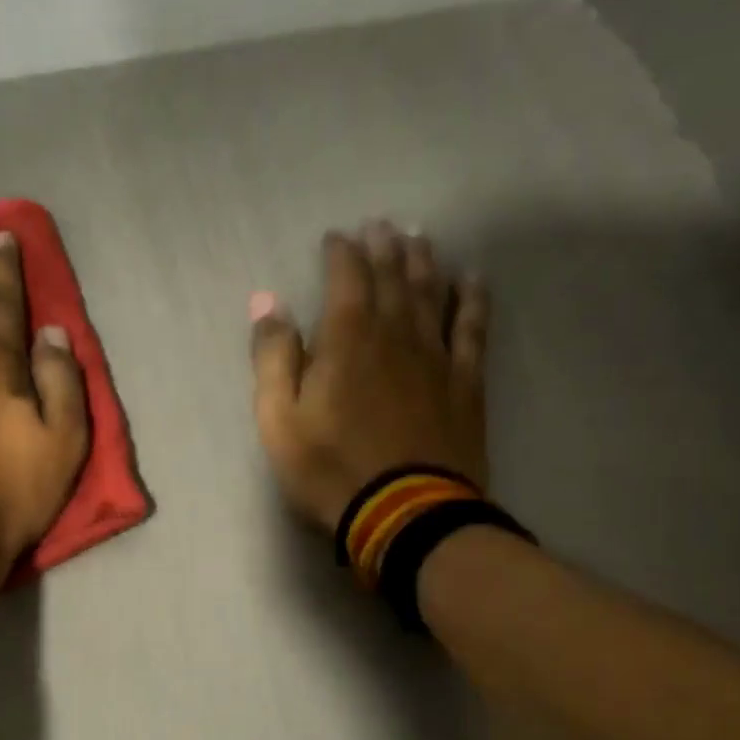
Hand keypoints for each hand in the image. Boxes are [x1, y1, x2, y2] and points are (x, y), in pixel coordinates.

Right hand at [249, 222, 488, 530]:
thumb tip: (267, 303)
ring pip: (432, 293)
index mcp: (347, 340)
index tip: (336, 237)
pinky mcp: (465, 382)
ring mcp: (436, 356)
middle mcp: (395, 334)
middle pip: (393, 277)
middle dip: (384, 247)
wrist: (404, 513)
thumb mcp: (280, 421)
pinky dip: (472, 300)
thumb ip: (274, 358)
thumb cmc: (330, 469)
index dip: (341, 253)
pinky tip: (473, 280)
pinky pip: (472, 328)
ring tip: (420, 238)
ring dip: (424, 262)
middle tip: (381, 225)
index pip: (346, 278)